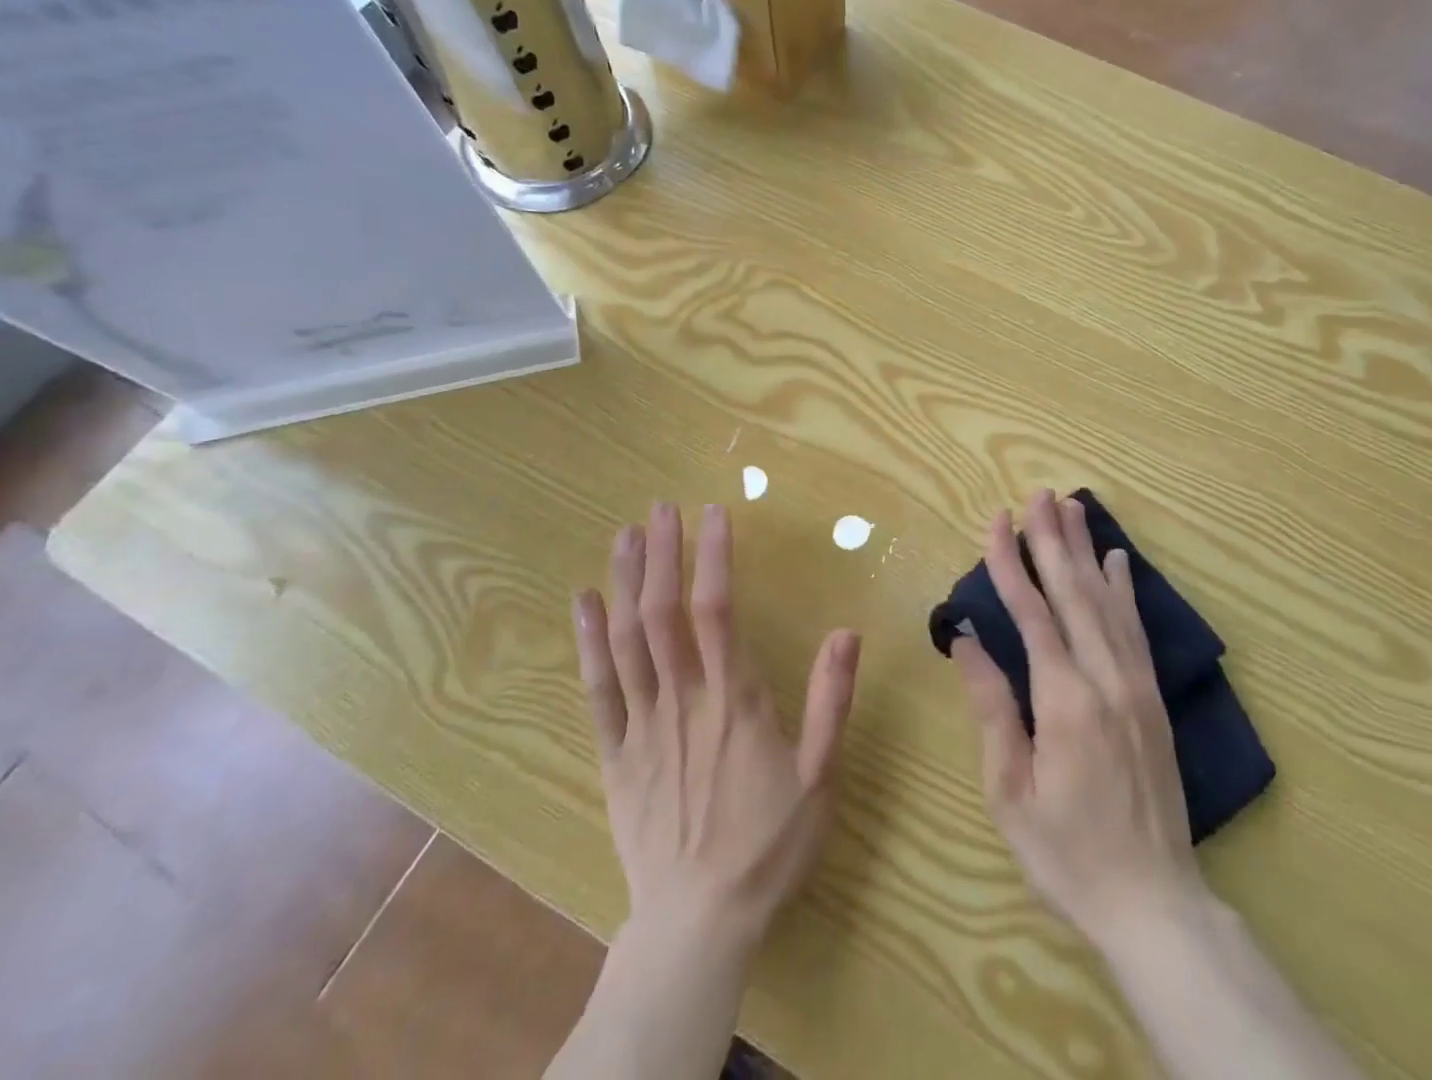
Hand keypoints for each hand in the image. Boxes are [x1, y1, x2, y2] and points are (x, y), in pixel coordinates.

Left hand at [573, 502, 861, 956]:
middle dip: (662, 554)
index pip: (716, 611)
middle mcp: (682, 701)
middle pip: (663, 614)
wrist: (699, 924)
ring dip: (625, 583)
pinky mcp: (615, 754)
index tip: (713, 513)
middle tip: (661, 507)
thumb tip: (847, 631)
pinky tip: (585, 602)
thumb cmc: (768, 845)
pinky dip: (588, 642)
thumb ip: (830, 701)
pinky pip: (597, 689)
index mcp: (733, 702)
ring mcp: (642, 726)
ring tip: (625, 534)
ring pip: (626, 641)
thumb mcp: (819, 777)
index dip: (712, 557)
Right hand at [951, 489, 1199, 952]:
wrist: (1154, 902)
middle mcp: (1106, 679)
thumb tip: (967, 640)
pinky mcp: (1154, 697)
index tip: (997, 521)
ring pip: (1108, 601)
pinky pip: (1138, 629)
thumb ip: (992, 707)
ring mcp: (1137, 685)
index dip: (1011, 563)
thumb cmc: (1067, 852)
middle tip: (1038, 494)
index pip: (1032, 614)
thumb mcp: (1010, 790)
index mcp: (1065, 701)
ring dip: (1086, 551)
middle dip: (1052, 539)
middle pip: (1075, 593)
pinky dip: (1126, 589)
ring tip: (1072, 507)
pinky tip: (1119, 560)